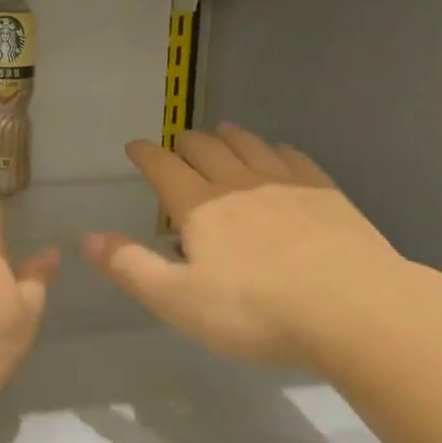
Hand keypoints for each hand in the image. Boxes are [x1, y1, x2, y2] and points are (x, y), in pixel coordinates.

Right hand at [83, 125, 434, 368]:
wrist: (354, 309)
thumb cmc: (256, 310)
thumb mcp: (179, 300)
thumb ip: (131, 267)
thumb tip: (87, 239)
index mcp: (199, 206)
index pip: (163, 167)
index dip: (145, 154)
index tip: (135, 146)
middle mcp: (238, 183)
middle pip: (206, 148)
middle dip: (186, 142)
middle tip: (178, 142)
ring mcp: (285, 184)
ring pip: (249, 146)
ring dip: (229, 137)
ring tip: (222, 132)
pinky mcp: (326, 193)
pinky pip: (293, 158)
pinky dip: (277, 149)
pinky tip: (279, 152)